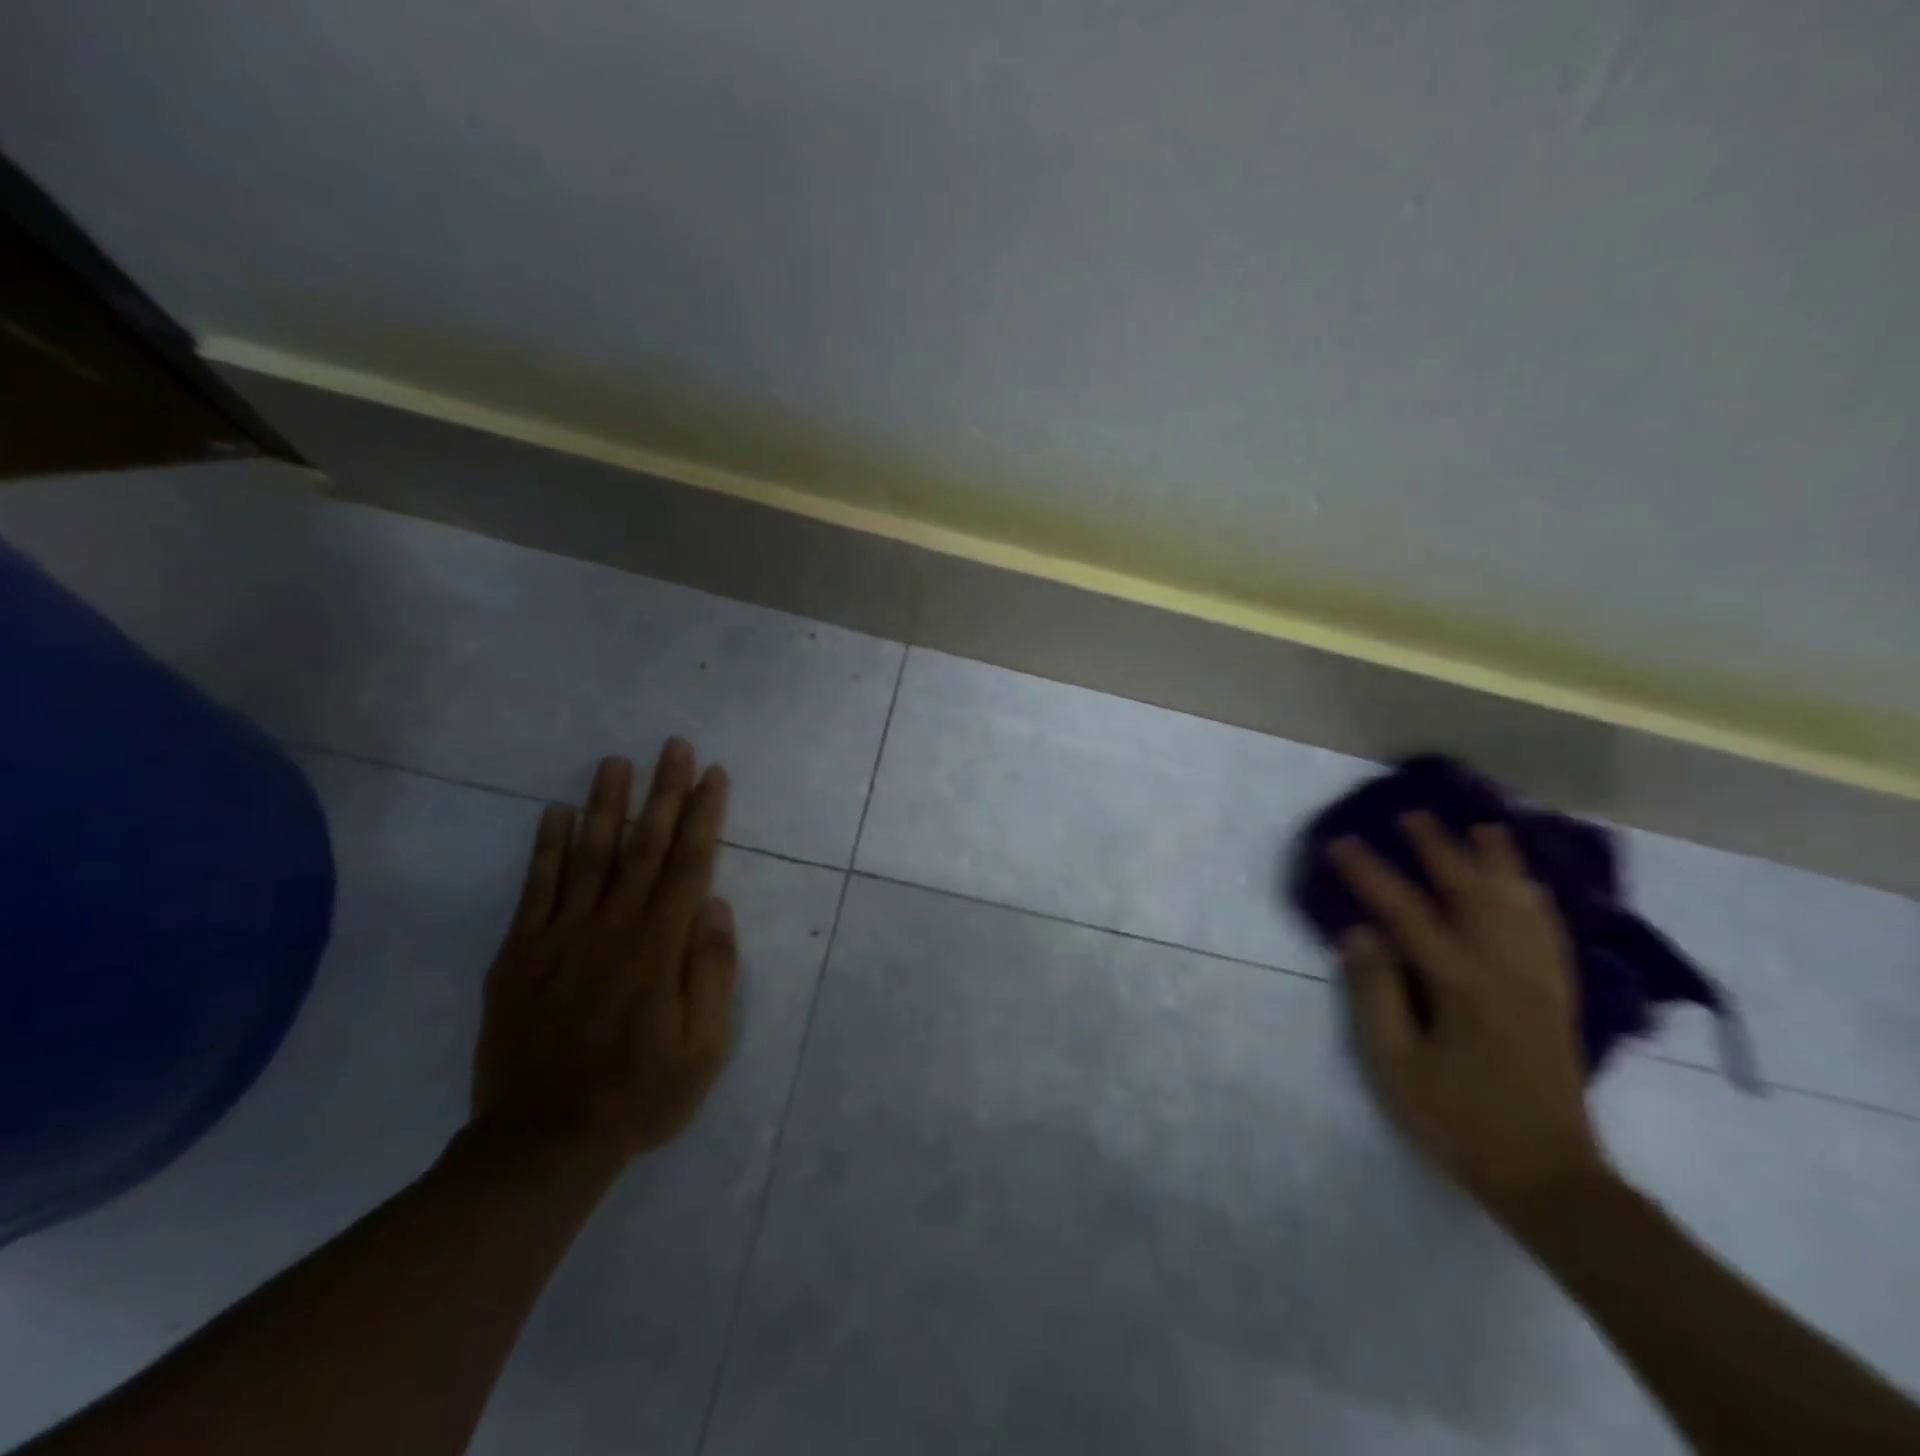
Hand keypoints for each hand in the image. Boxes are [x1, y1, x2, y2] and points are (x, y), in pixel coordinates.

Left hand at [469, 739, 738, 1172]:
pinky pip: (535, 889)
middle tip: (673, 745)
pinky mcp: (519, 954)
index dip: (703, 815)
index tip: (713, 774)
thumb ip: (712, 972)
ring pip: (590, 855)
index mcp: (660, 947)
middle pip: (644, 846)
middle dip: (663, 792)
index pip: (689, 864)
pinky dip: (547, 848)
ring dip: (607, 804)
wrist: (541, 1143)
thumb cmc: (639, 1095)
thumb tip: (712, 905)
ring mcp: (560, 937)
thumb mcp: (705, 1048)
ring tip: (616, 761)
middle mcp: (613, 927)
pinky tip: (556, 813)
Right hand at [1330, 812, 1608, 1216]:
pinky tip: (1529, 886)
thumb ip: (1377, 993)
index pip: (1407, 913)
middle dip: (1439, 849)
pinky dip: (1536, 899)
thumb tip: (1359, 933)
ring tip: (1484, 827)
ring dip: (1499, 861)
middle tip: (1412, 815)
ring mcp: (1540, 983)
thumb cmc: (1458, 1122)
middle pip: (1472, 893)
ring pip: (1521, 904)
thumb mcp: (1395, 1065)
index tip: (1341, 842)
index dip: (1370, 874)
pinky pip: (1550, 932)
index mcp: (1462, 985)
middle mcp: (1507, 970)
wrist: (1550, 1179)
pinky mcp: (1559, 999)